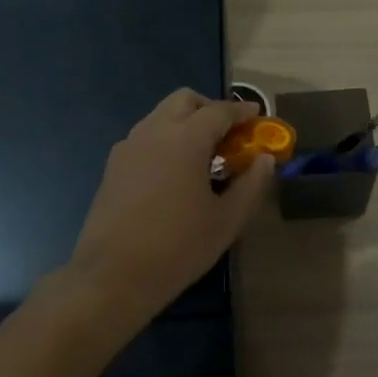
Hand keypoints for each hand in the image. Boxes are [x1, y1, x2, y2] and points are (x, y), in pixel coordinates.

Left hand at [69, 90, 274, 319]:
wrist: (112, 275)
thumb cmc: (178, 247)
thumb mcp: (227, 220)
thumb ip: (251, 184)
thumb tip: (265, 159)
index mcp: (185, 139)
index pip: (220, 110)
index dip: (242, 111)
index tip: (257, 116)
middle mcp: (154, 131)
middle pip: (185, 100)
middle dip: (210, 109)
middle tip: (229, 135)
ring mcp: (128, 147)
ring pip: (161, 116)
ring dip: (185, 123)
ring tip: (203, 156)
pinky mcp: (113, 166)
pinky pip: (145, 137)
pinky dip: (165, 140)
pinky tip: (174, 173)